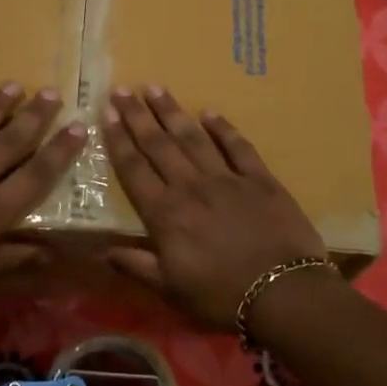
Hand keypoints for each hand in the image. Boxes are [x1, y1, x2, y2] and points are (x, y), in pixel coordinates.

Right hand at [103, 86, 328, 331]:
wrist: (284, 294)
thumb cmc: (221, 296)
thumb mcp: (171, 290)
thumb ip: (137, 266)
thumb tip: (103, 252)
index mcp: (165, 214)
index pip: (134, 169)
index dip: (118, 140)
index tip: (106, 113)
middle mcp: (191, 187)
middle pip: (159, 145)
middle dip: (138, 116)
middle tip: (123, 89)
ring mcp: (227, 179)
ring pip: (193, 138)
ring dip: (172, 112)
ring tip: (156, 89)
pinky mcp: (260, 180)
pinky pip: (238, 147)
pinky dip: (223, 128)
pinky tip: (210, 113)